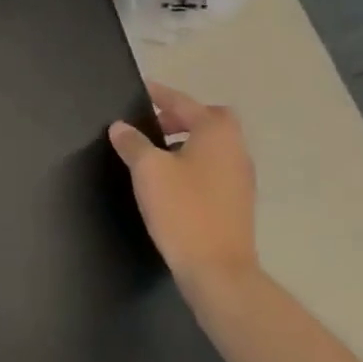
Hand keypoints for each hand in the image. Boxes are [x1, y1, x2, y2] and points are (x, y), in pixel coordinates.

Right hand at [110, 83, 258, 293]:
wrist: (219, 273)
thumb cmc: (183, 210)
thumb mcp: (148, 170)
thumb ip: (133, 143)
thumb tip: (121, 127)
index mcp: (216, 132)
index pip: (183, 102)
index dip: (160, 94)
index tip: (142, 88)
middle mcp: (235, 149)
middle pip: (208, 120)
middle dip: (180, 117)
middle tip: (151, 125)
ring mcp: (241, 178)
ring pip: (213, 146)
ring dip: (187, 142)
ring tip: (156, 154)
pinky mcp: (238, 203)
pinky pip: (214, 169)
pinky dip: (195, 164)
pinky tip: (172, 182)